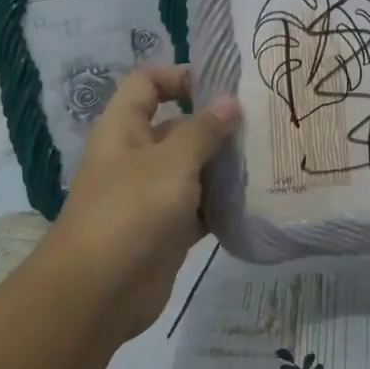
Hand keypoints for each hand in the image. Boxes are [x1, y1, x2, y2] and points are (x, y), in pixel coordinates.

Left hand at [46, 66, 239, 343]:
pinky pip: (200, 209)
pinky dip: (223, 205)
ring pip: (193, 170)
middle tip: (265, 124)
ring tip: (270, 159)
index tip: (224, 85)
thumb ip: (203, 131)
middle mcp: (136, 157)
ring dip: (224, 167)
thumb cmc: (131, 211)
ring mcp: (152, 196)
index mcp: (124, 129)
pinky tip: (256, 200)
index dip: (180, 77)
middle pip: (178, 128)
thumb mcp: (171, 162)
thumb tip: (230, 102)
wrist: (100, 292)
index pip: (147, 84)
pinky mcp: (168, 230)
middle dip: (217, 125)